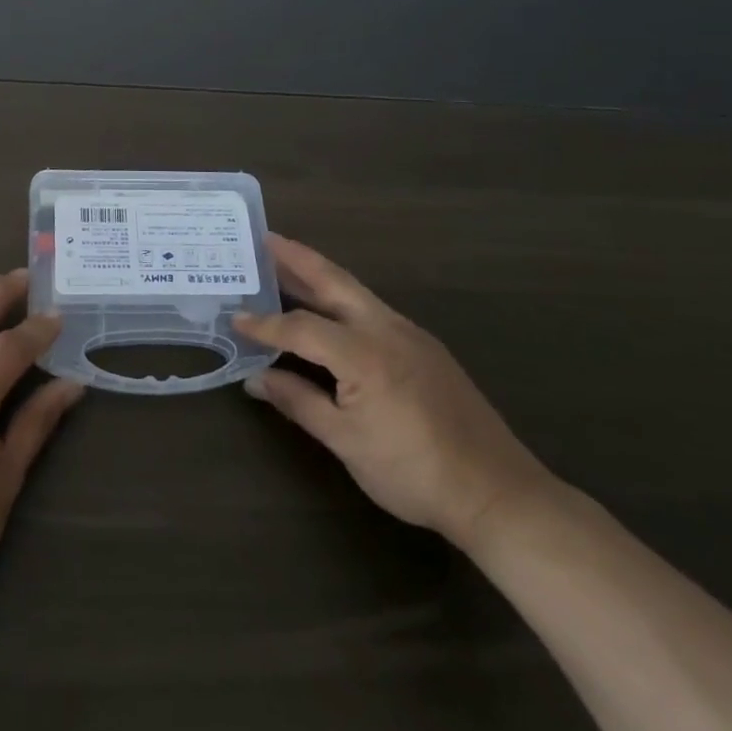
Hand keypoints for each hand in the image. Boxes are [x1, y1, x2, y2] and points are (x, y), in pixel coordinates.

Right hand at [233, 234, 553, 549]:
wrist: (496, 492)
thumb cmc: (413, 471)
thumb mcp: (346, 442)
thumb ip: (299, 402)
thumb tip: (256, 378)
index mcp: (362, 351)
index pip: (300, 326)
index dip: (265, 324)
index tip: (235, 318)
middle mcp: (385, 328)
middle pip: (333, 280)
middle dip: (297, 257)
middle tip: (264, 238)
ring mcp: (410, 333)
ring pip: (355, 291)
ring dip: (319, 275)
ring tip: (287, 264)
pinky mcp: (424, 346)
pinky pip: (372, 309)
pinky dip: (342, 299)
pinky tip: (331, 310)